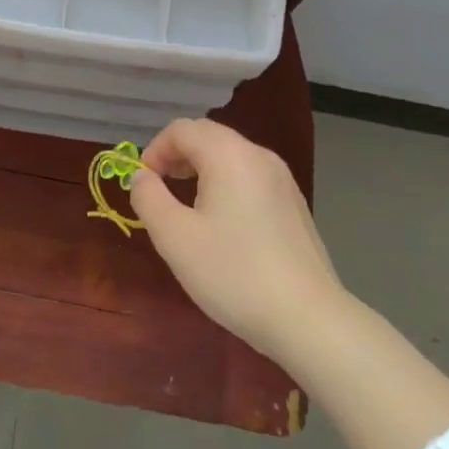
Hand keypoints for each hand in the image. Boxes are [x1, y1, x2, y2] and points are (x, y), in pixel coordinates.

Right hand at [129, 118, 343, 363]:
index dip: (154, 150)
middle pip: (208, 136)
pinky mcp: (294, 204)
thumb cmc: (233, 272)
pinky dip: (226, 184)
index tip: (143, 185)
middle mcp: (259, 155)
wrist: (307, 319)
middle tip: (160, 191)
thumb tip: (141, 176)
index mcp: (228, 154)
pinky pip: (250, 177)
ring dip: (200, 170)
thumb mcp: (175, 238)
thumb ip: (149, 198)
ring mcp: (282, 179)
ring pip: (230, 156)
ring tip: (187, 208)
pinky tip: (222, 225)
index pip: (181, 129)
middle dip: (176, 156)